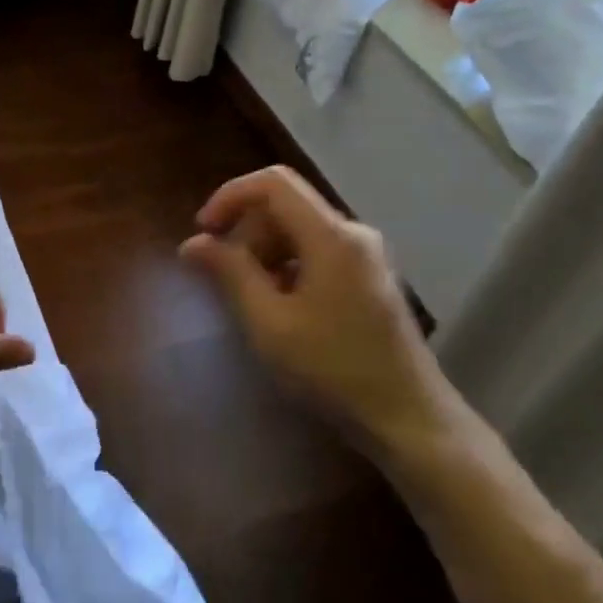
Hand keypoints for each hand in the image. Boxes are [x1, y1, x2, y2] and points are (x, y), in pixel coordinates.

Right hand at [179, 167, 462, 455]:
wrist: (409, 419)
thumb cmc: (333, 370)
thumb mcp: (269, 324)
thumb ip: (230, 273)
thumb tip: (193, 242)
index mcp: (331, 236)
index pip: (272, 183)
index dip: (230, 196)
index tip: (204, 232)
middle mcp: (353, 232)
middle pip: (285, 205)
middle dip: (246, 231)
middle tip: (223, 276)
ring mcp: (366, 254)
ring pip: (300, 228)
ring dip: (265, 251)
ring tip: (250, 298)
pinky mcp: (370, 276)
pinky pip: (317, 250)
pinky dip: (288, 265)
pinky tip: (280, 307)